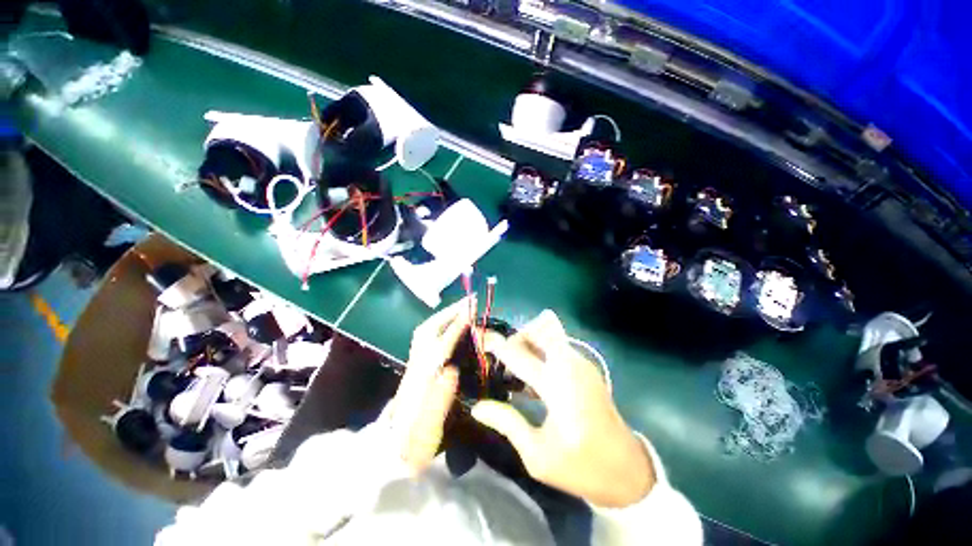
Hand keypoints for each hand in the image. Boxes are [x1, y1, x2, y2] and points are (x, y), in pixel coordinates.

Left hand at [389, 296, 470, 474]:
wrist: (392, 452)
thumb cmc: (415, 443)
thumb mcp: (428, 429)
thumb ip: (439, 399)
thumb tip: (451, 370)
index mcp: (420, 380)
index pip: (439, 346)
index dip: (455, 327)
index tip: (470, 311)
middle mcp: (415, 366)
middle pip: (428, 331)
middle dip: (449, 313)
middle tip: (469, 300)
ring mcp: (413, 364)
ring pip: (424, 332)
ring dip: (444, 316)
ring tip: (462, 307)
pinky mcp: (415, 366)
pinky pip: (426, 338)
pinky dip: (439, 325)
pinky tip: (449, 325)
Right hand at [473, 310, 655, 507]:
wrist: (628, 471)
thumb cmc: (581, 467)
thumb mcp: (537, 455)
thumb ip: (507, 423)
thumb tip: (478, 406)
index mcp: (558, 386)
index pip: (519, 355)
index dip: (496, 344)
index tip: (479, 336)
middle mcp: (571, 365)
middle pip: (540, 330)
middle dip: (518, 337)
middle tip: (503, 359)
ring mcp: (582, 363)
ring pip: (549, 335)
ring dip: (529, 342)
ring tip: (515, 368)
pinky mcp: (586, 367)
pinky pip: (557, 346)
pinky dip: (541, 350)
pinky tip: (533, 376)